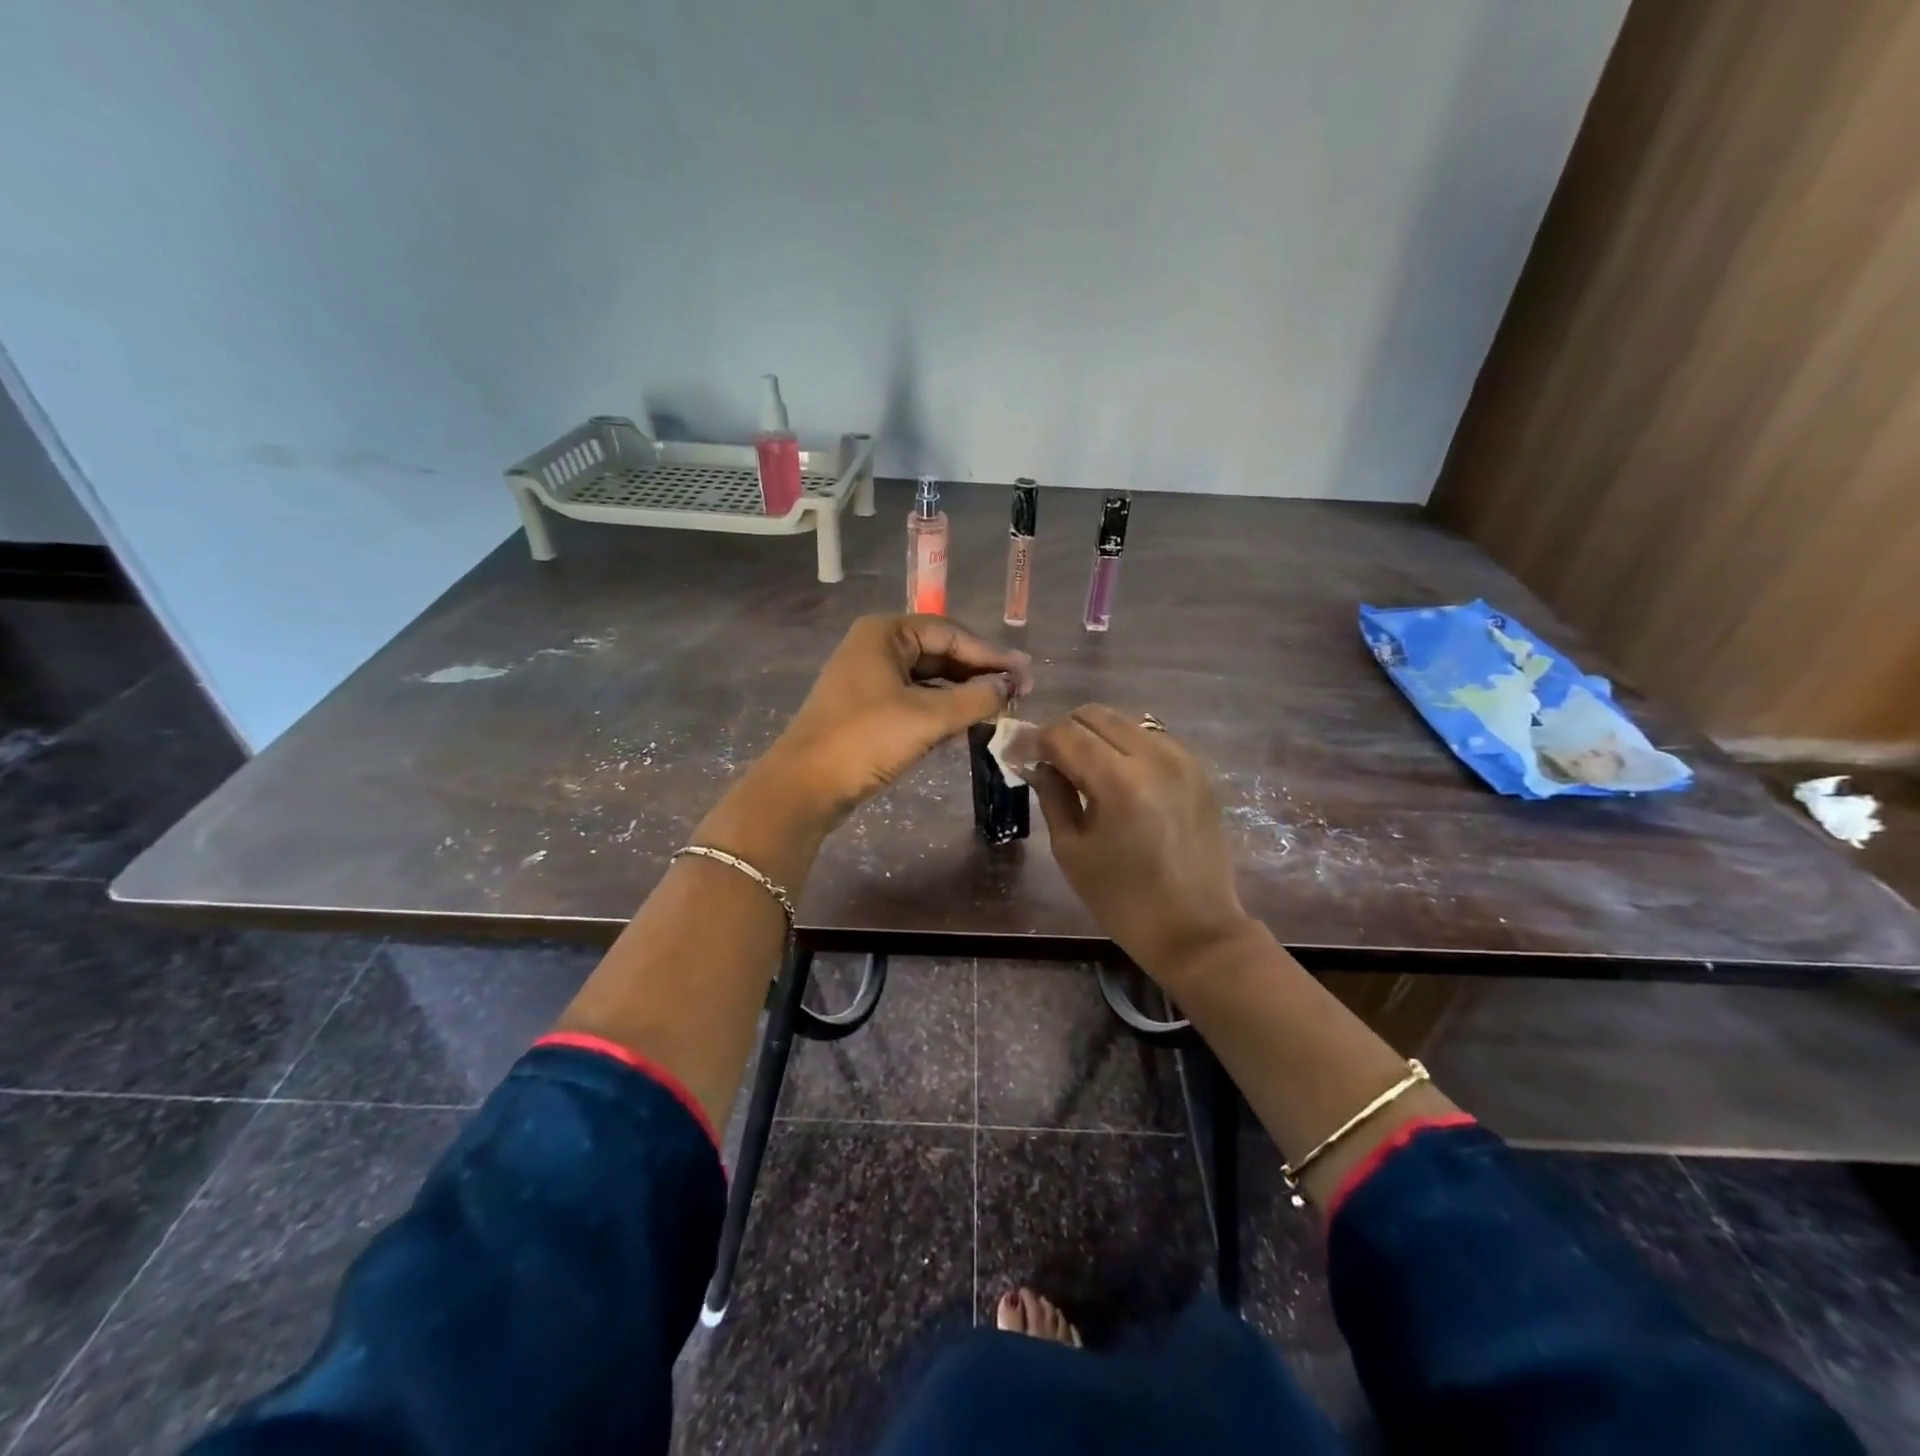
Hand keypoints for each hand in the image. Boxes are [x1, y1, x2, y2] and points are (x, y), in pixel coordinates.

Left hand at [758, 614, 1031, 830]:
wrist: (803, 787)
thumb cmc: (865, 740)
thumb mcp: (927, 718)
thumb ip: (976, 698)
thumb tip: (1012, 685)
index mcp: (885, 633)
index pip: (950, 633)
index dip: (991, 655)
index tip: (1026, 675)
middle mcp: (875, 646)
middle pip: (939, 653)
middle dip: (977, 674)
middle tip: (1017, 693)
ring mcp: (867, 678)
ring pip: (927, 678)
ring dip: (961, 693)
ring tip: (998, 709)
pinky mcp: (866, 708)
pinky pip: (913, 699)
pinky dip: (939, 709)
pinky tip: (964, 723)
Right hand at [1029, 705, 1253, 977]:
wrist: (1196, 929)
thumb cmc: (1123, 900)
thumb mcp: (1072, 851)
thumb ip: (1052, 795)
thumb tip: (1038, 763)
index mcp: (1119, 781)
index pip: (1064, 733)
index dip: (1035, 740)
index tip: (1019, 755)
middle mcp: (1154, 756)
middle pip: (1094, 715)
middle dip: (1064, 732)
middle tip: (1048, 760)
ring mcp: (1182, 759)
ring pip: (1124, 721)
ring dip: (1095, 736)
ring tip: (1083, 769)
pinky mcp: (1198, 769)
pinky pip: (1151, 738)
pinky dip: (1125, 747)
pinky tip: (1118, 777)